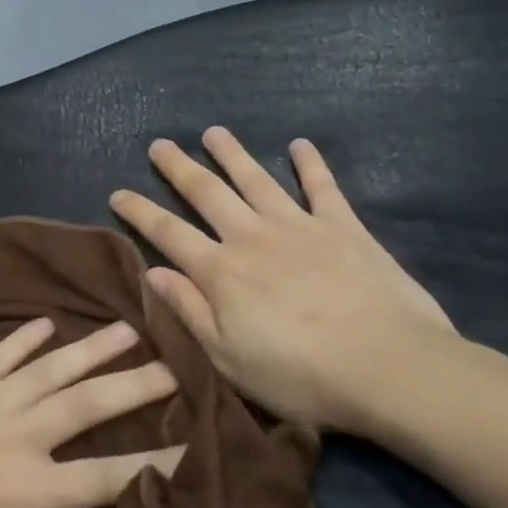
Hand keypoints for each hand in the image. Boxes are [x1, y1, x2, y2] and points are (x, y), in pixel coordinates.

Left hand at [0, 319, 182, 507]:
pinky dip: (21, 339)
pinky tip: (46, 323)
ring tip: (126, 329)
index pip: (108, 476)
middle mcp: (15, 437)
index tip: (195, 445)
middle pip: (87, 405)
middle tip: (174, 365)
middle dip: (134, 385)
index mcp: (29, 491)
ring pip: (47, 370)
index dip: (157, 463)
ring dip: (89, 349)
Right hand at [109, 128, 457, 434]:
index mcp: (221, 272)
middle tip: (159, 144)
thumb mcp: (227, 357)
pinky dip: (310, 164)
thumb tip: (151, 272)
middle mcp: (252, 238)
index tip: (118, 192)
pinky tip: (301, 145)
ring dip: (232, 154)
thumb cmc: (300, 375)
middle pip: (207, 193)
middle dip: (179, 168)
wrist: (389, 367)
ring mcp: (299, 227)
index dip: (140, 211)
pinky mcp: (343, 228)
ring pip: (256, 180)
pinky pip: (322, 188)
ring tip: (213, 132)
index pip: (168, 233)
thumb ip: (188, 310)